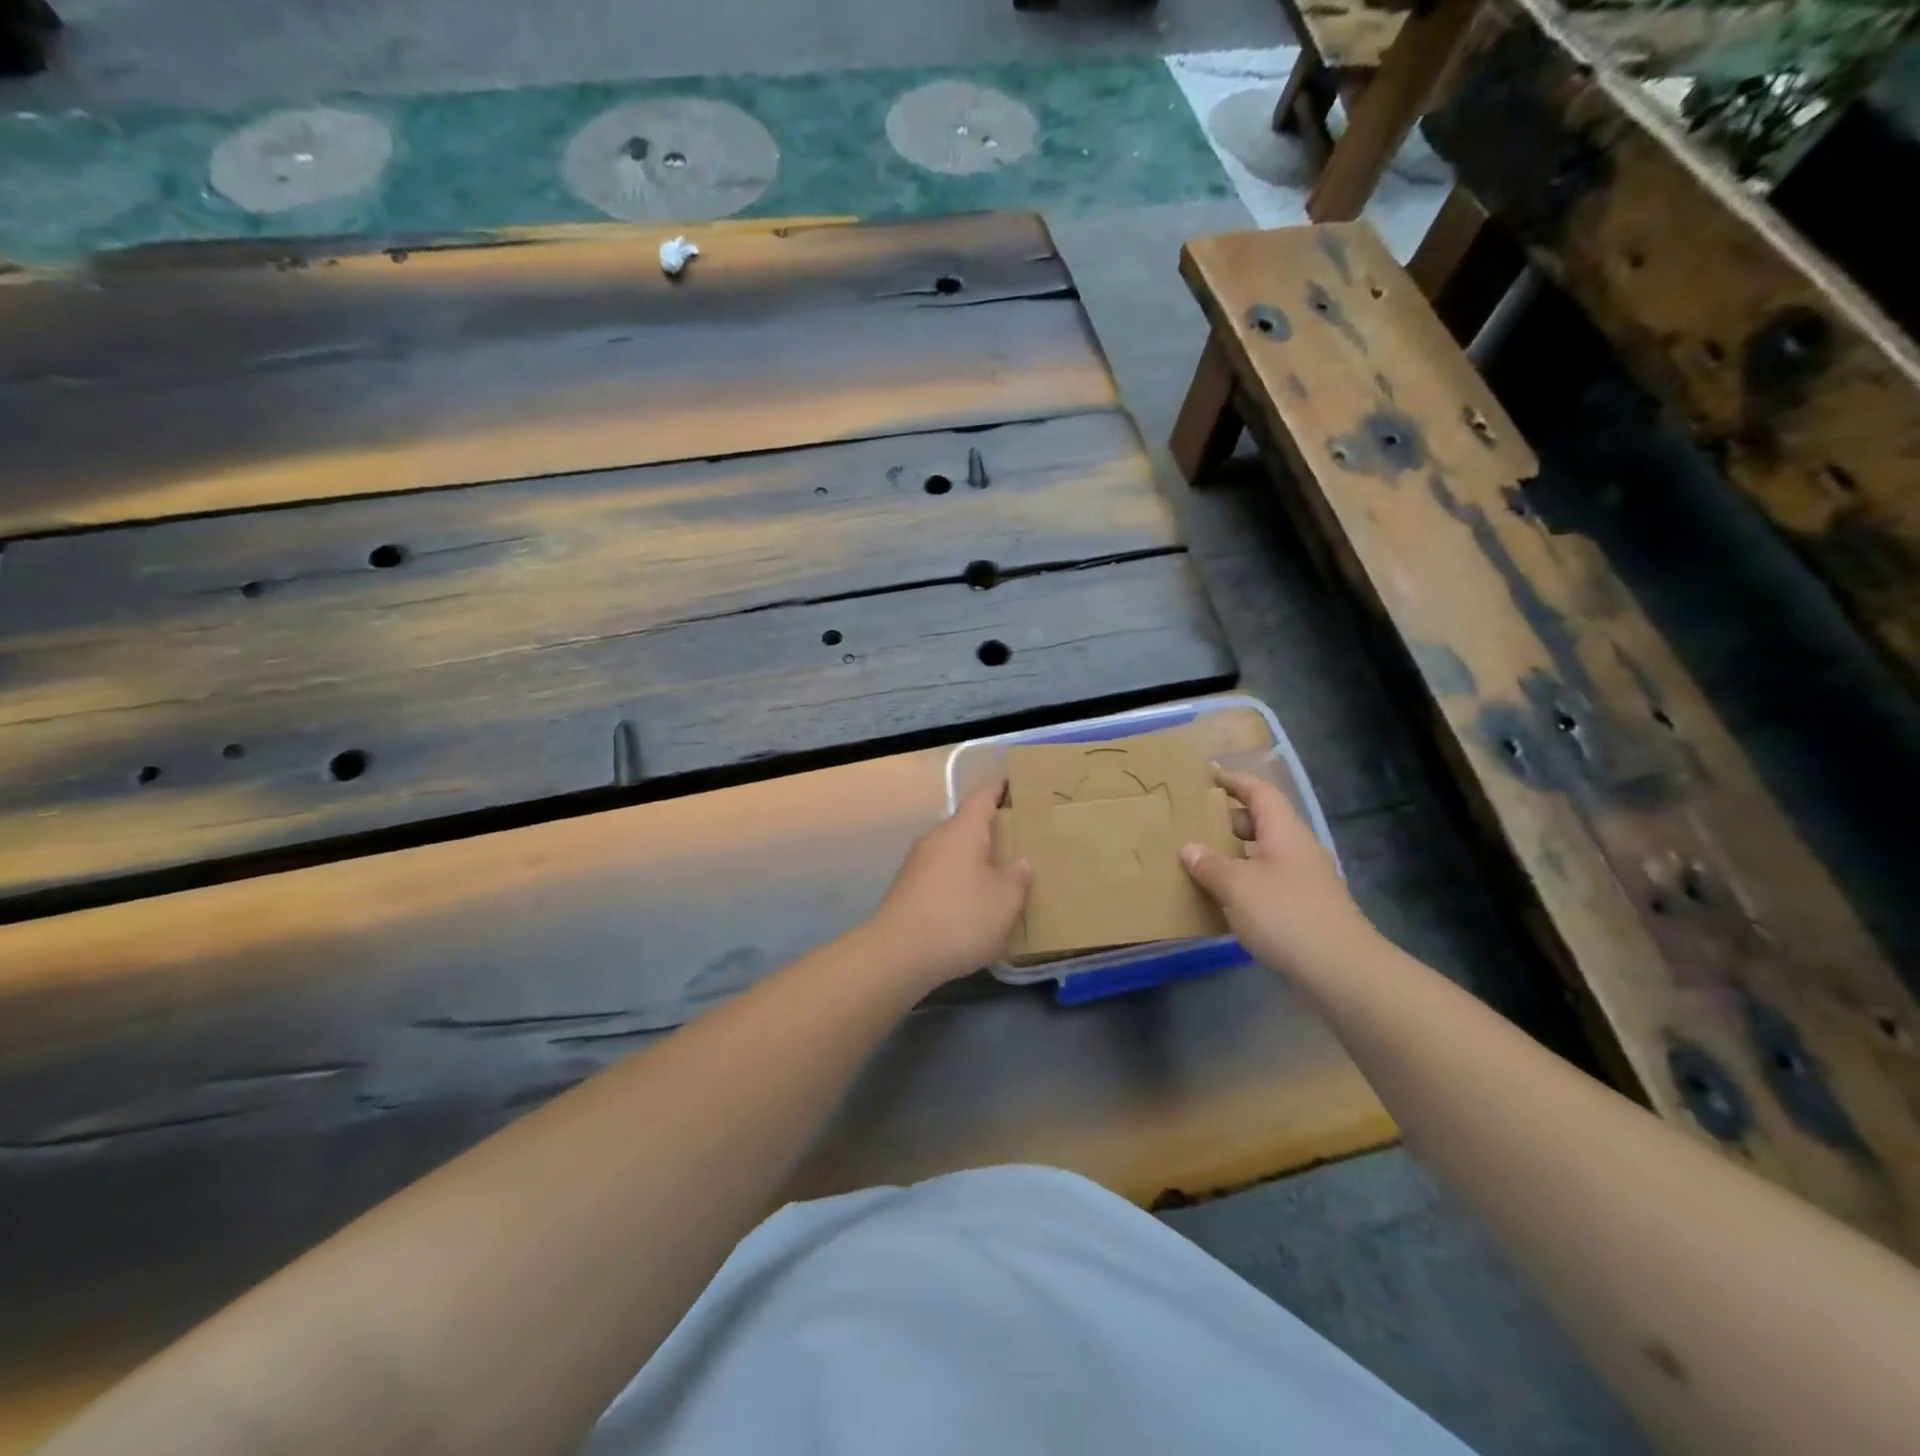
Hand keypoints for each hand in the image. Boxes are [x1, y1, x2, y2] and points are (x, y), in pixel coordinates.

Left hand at [867, 783, 1031, 988]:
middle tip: (1020, 841)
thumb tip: (1019, 863)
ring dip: (974, 860)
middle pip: (967, 825)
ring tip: (1000, 876)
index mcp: (963, 830)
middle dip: (991, 831)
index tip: (1016, 786)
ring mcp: (917, 863)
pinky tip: (972, 905)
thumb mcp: (1005, 900)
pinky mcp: (908, 889)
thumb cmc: (960, 917)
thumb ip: (1017, 877)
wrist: (899, 953)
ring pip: (953, 852)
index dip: (1001, 789)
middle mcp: (937, 838)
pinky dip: (959, 882)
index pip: (983, 796)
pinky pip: (942, 875)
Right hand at [1181, 770, 1376, 980]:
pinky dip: (1245, 880)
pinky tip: (1225, 898)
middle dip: (1230, 819)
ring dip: (1236, 853)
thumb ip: (1210, 865)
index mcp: (1284, 831)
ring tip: (1202, 860)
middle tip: (1196, 823)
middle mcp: (1297, 849)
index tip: (1209, 777)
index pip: (1259, 792)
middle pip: (1263, 821)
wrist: (1341, 970)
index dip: (1235, 781)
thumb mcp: (1237, 886)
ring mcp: (1305, 880)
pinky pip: (1269, 881)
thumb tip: (1190, 848)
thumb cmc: (1286, 915)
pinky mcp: (1306, 908)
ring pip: (1265, 854)